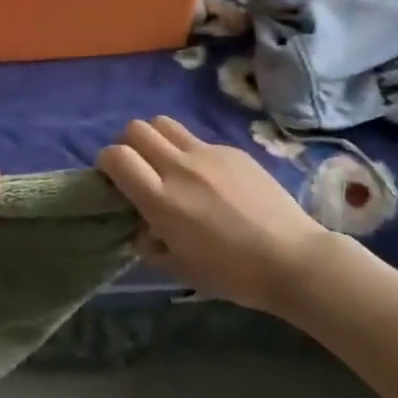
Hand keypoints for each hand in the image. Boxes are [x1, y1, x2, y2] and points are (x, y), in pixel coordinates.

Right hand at [97, 117, 333, 316]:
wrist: (292, 258)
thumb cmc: (233, 274)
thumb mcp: (182, 268)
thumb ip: (152, 245)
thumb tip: (142, 230)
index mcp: (161, 199)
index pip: (116, 156)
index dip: (106, 162)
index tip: (111, 177)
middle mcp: (179, 167)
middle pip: (136, 129)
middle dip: (128, 144)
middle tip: (138, 167)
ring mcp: (207, 153)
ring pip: (164, 123)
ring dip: (155, 138)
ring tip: (166, 163)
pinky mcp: (231, 149)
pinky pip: (198, 140)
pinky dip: (190, 152)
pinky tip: (208, 179)